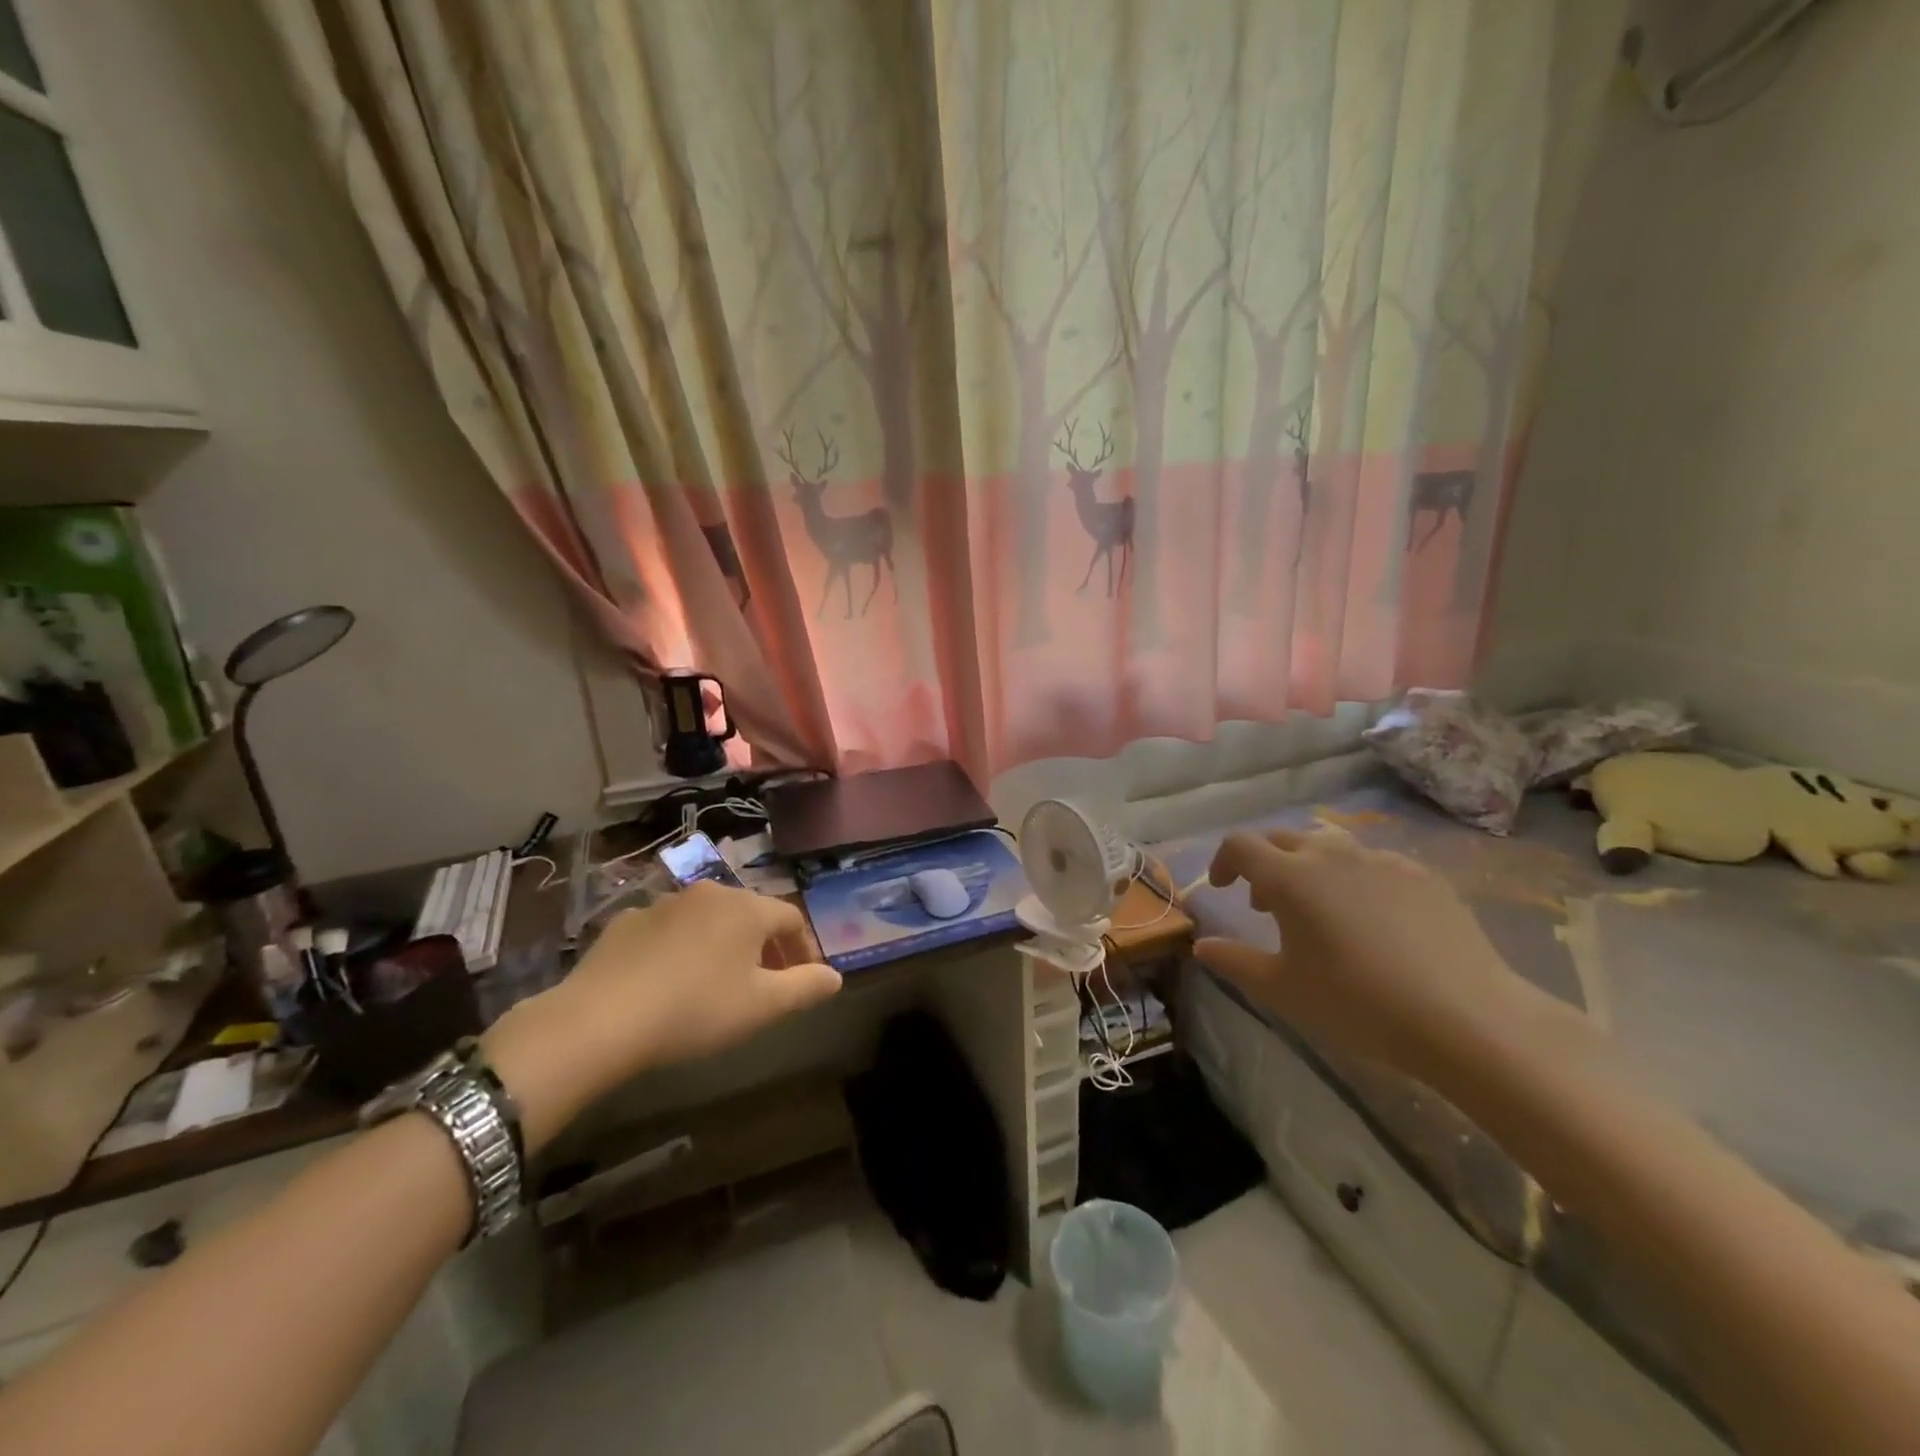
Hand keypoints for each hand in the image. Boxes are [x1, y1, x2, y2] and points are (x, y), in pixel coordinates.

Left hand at [482, 882, 841, 1149]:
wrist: (601, 1019)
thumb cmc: (696, 1009)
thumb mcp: (762, 1006)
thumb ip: (806, 987)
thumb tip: (835, 976)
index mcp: (746, 908)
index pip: (791, 918)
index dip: (804, 948)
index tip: (804, 979)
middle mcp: (708, 893)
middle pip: (750, 914)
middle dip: (764, 946)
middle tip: (764, 984)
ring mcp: (663, 904)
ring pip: (708, 920)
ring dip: (722, 945)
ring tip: (716, 983)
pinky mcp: (625, 922)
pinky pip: (667, 930)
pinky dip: (680, 948)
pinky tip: (668, 981)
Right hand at [1195, 828, 1545, 1079]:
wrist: (1467, 1019)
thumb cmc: (1358, 1003)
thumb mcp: (1283, 990)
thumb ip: (1234, 961)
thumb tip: (1202, 946)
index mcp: (1289, 877)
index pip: (1240, 845)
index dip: (1223, 861)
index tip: (1224, 889)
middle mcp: (1331, 855)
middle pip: (1283, 839)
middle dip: (1265, 863)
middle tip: (1266, 905)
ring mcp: (1381, 860)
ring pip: (1330, 848)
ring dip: (1309, 868)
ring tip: (1320, 911)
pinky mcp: (1422, 875)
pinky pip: (1373, 864)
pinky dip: (1355, 880)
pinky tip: (1373, 921)